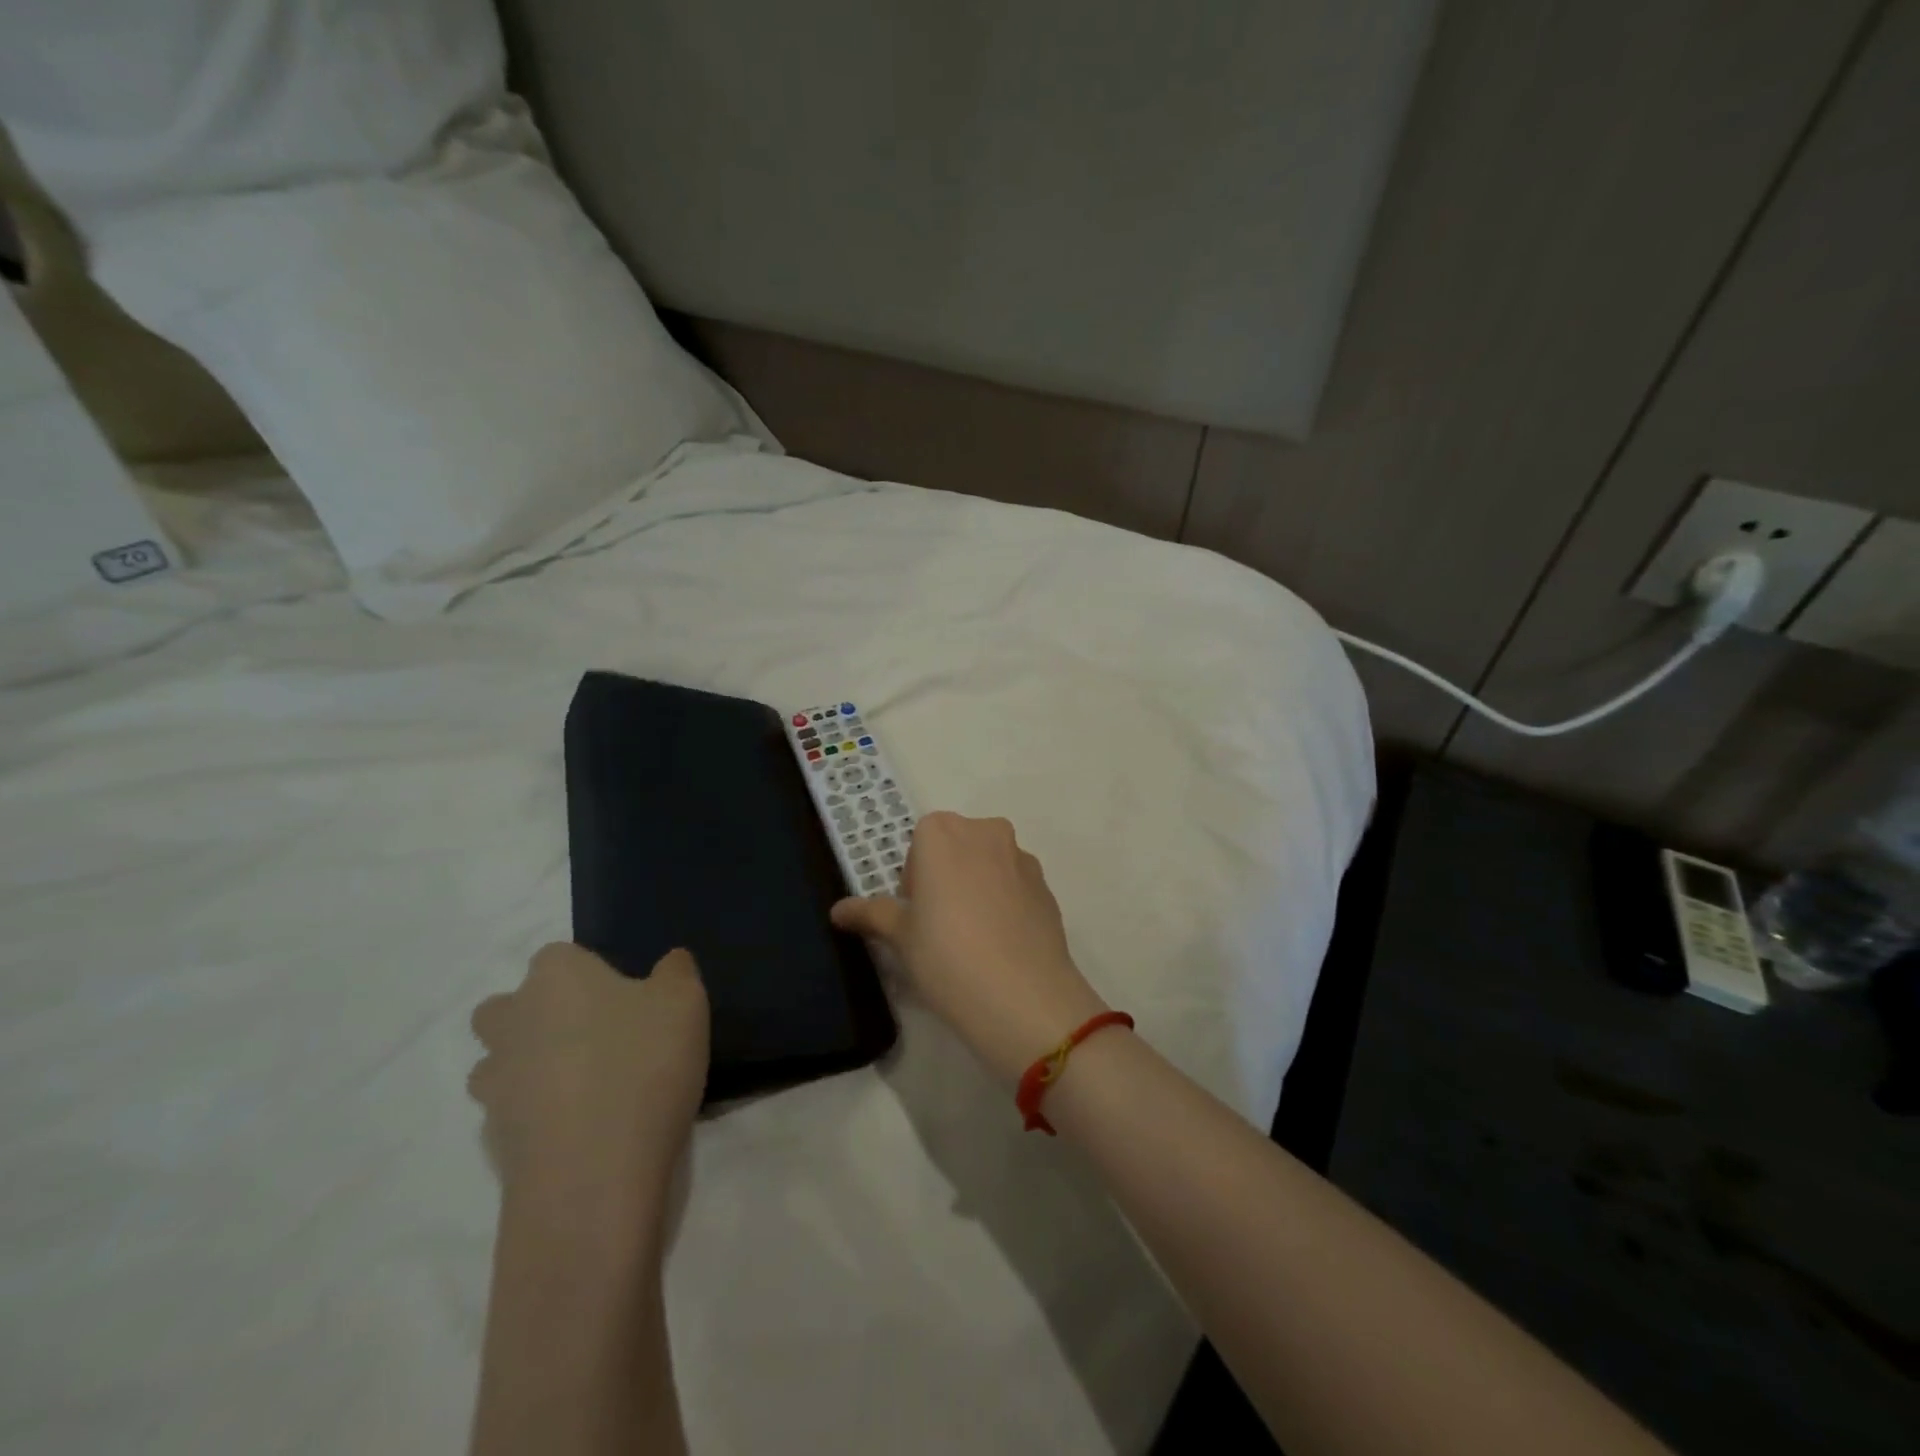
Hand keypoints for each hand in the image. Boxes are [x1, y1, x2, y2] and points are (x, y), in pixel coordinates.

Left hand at [469, 944, 708, 1235]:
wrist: (593, 1177)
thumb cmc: (643, 1065)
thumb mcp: (685, 1002)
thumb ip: (676, 972)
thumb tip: (667, 965)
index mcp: (555, 976)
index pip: (561, 956)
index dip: (592, 974)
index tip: (629, 1000)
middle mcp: (512, 1021)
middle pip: (509, 1008)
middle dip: (539, 1018)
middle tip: (597, 1038)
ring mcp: (495, 1085)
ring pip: (502, 1063)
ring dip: (532, 1069)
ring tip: (590, 1090)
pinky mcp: (493, 1142)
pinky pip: (514, 1115)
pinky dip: (540, 1118)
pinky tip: (584, 1132)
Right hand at [831, 812, 1107, 1084]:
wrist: (1023, 996)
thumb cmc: (946, 956)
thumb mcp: (900, 937)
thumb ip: (871, 914)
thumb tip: (838, 911)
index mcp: (942, 833)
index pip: (919, 844)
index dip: (914, 879)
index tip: (916, 915)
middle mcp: (985, 832)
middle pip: (955, 847)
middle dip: (945, 877)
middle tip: (938, 926)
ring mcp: (1022, 857)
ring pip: (988, 864)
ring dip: (976, 887)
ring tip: (972, 939)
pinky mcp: (1047, 885)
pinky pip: (1015, 885)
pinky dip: (1005, 903)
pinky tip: (1001, 945)